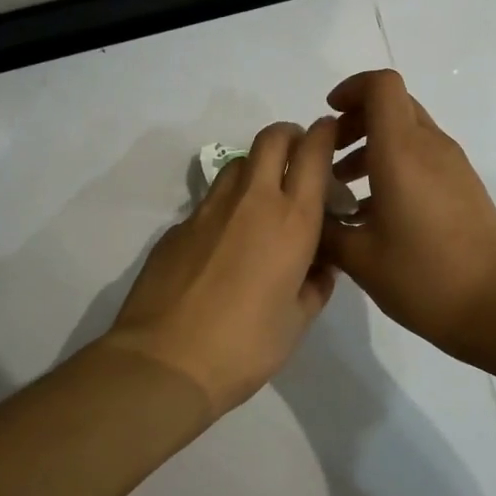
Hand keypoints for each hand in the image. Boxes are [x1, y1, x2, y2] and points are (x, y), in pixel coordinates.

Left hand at [102, 118, 339, 416]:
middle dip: (289, 136)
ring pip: (238, 164)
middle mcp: (252, 201)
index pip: (313, 153)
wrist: (166, 361)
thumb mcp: (298, 322)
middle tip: (298, 158)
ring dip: (257, 167)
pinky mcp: (178, 227)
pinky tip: (226, 243)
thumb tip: (320, 268)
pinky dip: (227, 206)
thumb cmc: (246, 345)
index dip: (324, 134)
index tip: (329, 134)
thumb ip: (316, 286)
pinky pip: (210, 201)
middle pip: (271, 138)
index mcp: (292, 220)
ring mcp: (209, 210)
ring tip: (264, 200)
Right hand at [318, 70, 495, 358]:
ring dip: (374, 146)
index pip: (381, 86)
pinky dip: (395, 166)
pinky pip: (424, 157)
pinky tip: (376, 213)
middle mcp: (431, 147)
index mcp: (402, 152)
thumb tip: (308, 212)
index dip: (351, 89)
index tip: (328, 118)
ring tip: (346, 189)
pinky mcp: (465, 187)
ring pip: (409, 132)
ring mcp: (453, 166)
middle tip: (330, 156)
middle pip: (394, 105)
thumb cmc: (424, 277)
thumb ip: (325, 229)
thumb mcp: (359, 258)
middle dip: (357, 120)